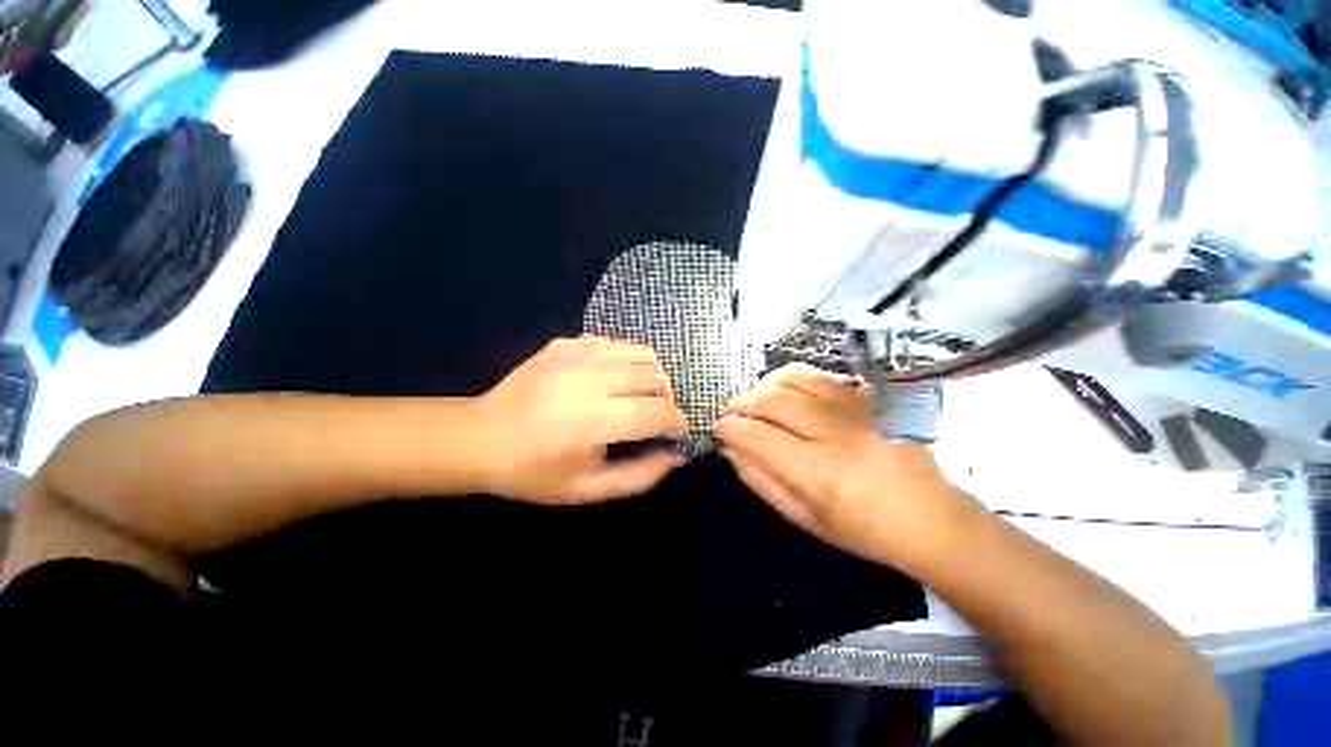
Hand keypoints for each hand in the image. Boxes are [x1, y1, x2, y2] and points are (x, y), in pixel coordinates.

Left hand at [473, 336, 688, 503]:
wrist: (479, 438)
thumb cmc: (533, 471)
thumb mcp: (588, 490)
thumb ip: (641, 476)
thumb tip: (677, 456)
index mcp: (595, 420)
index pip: (659, 413)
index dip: (678, 423)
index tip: (678, 433)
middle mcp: (591, 379)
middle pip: (656, 378)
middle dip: (668, 399)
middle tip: (658, 416)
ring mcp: (577, 354)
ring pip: (641, 353)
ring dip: (653, 375)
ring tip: (642, 394)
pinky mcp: (566, 343)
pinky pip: (614, 343)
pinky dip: (627, 360)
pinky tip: (615, 378)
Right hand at [713, 363, 980, 571]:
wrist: (931, 519)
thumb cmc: (863, 530)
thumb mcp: (805, 519)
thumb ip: (762, 481)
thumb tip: (732, 450)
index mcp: (819, 473)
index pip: (760, 436)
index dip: (731, 428)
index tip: (718, 428)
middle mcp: (836, 435)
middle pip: (776, 400)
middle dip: (743, 402)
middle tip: (731, 411)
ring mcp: (856, 413)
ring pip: (799, 379)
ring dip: (766, 384)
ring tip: (755, 397)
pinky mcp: (869, 403)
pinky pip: (825, 377)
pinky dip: (797, 377)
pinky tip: (788, 390)